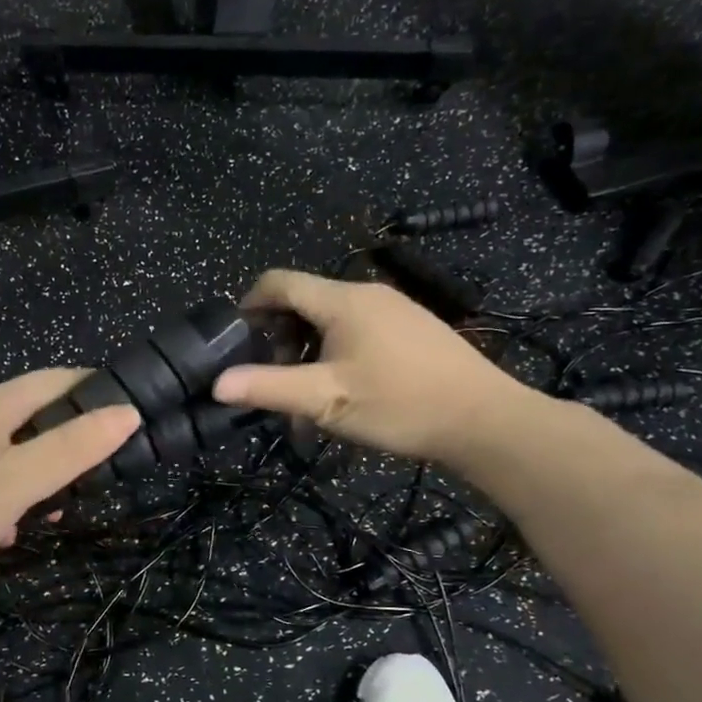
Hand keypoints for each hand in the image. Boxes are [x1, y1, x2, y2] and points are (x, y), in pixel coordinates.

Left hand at [0, 370, 138, 596]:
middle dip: (61, 442)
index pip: (56, 379)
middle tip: (89, 479)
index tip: (126, 413)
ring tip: (44, 514)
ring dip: (25, 476)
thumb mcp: (16, 483)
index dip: (94, 389)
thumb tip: (128, 411)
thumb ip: (73, 449)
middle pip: (25, 415)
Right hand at [211, 268, 540, 468]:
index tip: (234, 339)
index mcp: (342, 300)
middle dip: (279, 335)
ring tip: (306, 394)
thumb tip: (218, 384)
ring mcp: (394, 309)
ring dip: (307, 350)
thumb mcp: (326, 399)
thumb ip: (269, 388)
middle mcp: (367, 294)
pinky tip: (344, 390)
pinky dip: (335, 352)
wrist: (483, 420)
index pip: (279, 282)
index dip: (248, 303)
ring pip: (331, 319)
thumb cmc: (399, 404)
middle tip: (272, 377)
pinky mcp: (412, 329)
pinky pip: (358, 330)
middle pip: (305, 301)